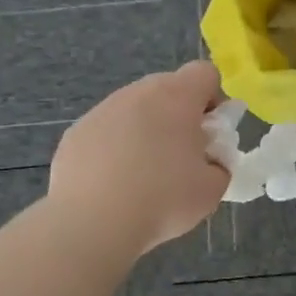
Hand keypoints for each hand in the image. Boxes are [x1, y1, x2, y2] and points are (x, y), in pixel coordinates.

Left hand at [49, 61, 229, 252]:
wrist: (93, 223)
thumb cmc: (163, 200)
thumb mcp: (212, 189)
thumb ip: (219, 164)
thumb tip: (209, 160)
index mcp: (176, 96)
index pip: (205, 73)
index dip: (214, 99)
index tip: (211, 134)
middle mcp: (138, 92)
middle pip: (168, 88)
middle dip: (179, 115)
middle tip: (181, 157)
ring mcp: (102, 110)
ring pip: (134, 109)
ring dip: (145, 130)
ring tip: (143, 175)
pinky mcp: (76, 132)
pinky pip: (105, 131)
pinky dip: (114, 148)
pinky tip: (113, 183)